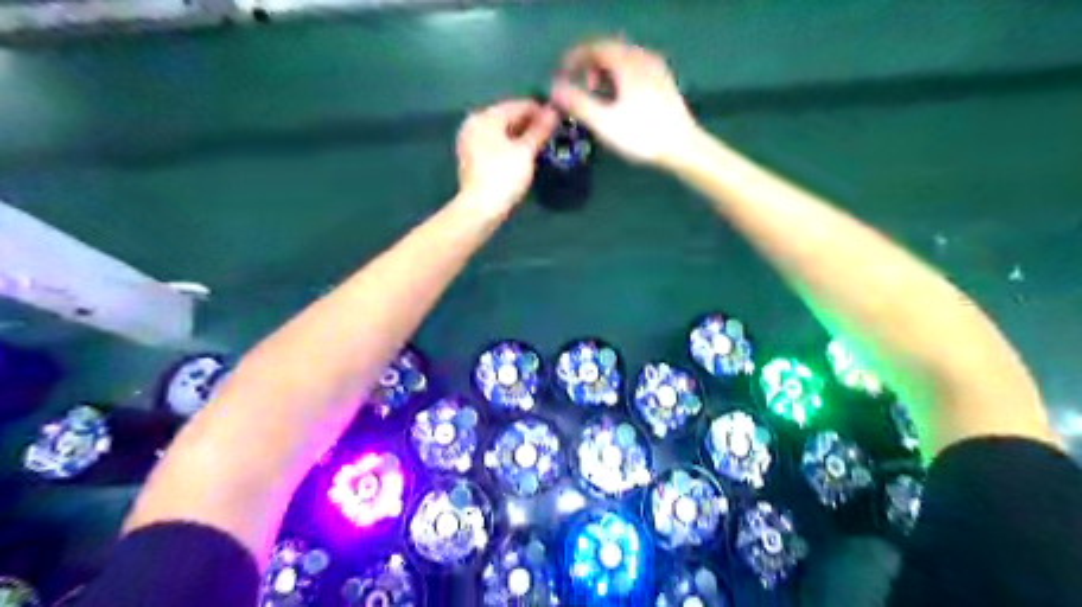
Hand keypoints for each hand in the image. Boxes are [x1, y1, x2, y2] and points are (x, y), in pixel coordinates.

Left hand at [453, 97, 558, 211]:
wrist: (481, 208)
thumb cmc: (504, 176)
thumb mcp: (526, 152)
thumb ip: (539, 129)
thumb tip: (553, 111)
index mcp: (486, 117)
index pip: (518, 105)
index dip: (540, 110)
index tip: (558, 118)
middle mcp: (474, 123)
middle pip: (507, 116)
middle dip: (529, 123)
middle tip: (551, 132)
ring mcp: (470, 140)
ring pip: (501, 131)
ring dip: (520, 135)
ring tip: (540, 143)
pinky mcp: (472, 157)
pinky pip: (495, 143)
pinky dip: (509, 144)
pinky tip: (523, 153)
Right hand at [551, 38, 702, 167]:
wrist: (683, 147)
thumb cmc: (641, 135)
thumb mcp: (604, 122)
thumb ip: (577, 103)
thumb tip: (554, 89)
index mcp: (626, 63)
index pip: (594, 48)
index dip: (573, 59)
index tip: (561, 75)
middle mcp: (642, 58)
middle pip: (609, 50)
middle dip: (589, 65)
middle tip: (579, 87)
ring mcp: (656, 68)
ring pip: (623, 59)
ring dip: (605, 71)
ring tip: (597, 95)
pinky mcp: (664, 81)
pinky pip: (635, 68)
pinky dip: (620, 76)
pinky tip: (619, 98)